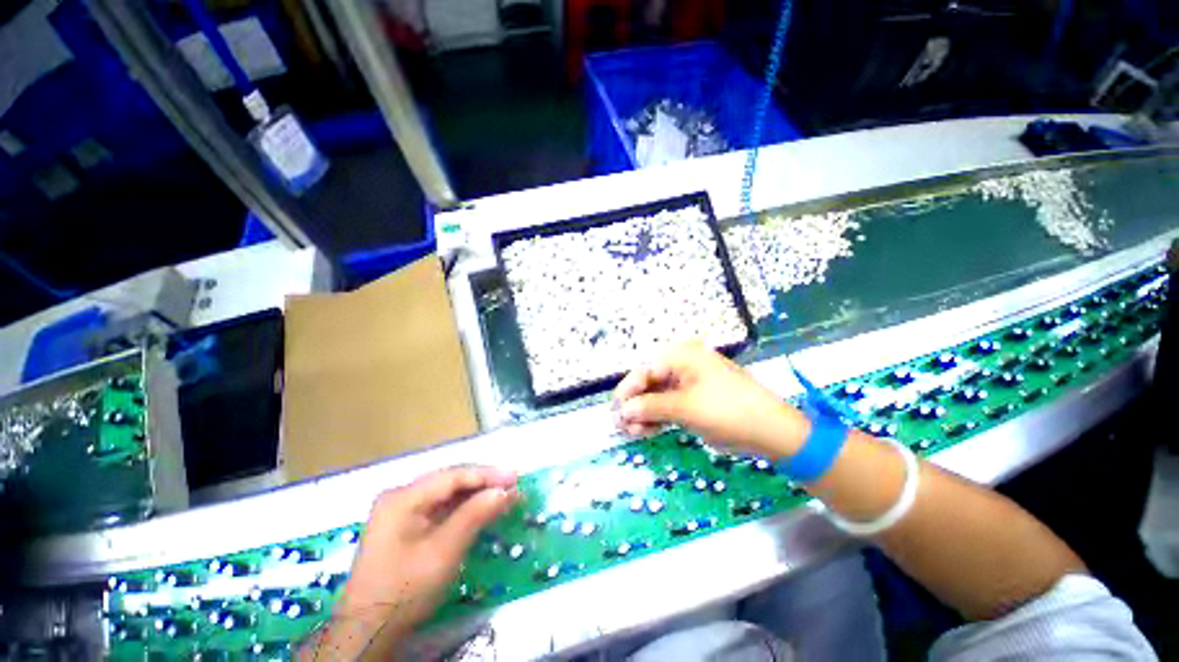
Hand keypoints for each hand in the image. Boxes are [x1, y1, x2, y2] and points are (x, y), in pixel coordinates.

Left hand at [308, 467, 517, 658]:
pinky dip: (464, 509)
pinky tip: (483, 509)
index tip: (515, 477)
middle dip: (483, 483)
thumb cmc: (405, 590)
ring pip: (447, 494)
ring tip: (504, 495)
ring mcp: (401, 511)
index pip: (452, 476)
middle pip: (450, 481)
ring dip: (476, 495)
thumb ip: (475, 515)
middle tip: (514, 484)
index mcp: (403, 497)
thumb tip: (505, 490)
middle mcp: (401, 496)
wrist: (369, 630)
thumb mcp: (443, 552)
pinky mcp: (406, 526)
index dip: (487, 474)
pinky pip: (440, 509)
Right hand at [613, 342, 809, 457]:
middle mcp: (682, 365)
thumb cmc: (728, 411)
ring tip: (634, 433)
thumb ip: (650, 407)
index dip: (628, 390)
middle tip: (622, 427)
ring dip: (644, 413)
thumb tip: (622, 411)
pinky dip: (657, 418)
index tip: (615, 411)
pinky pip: (667, 405)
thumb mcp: (686, 408)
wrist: (771, 432)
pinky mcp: (693, 400)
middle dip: (635, 404)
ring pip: (656, 396)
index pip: (645, 369)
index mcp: (682, 356)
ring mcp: (688, 383)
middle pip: (648, 383)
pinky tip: (647, 431)